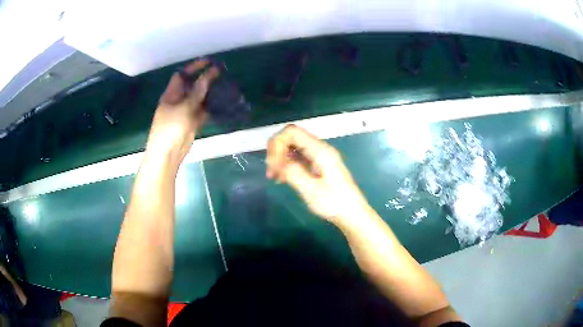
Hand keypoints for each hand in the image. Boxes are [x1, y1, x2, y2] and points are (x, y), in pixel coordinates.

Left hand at [146, 60, 218, 162]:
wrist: (168, 154)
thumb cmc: (171, 128)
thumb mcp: (184, 107)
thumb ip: (198, 91)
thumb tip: (210, 73)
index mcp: (171, 94)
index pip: (182, 75)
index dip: (195, 67)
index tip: (209, 62)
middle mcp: (178, 100)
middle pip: (192, 85)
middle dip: (205, 78)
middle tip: (221, 72)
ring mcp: (185, 111)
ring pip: (199, 98)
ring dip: (210, 92)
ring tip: (225, 85)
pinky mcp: (192, 122)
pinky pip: (203, 110)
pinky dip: (212, 106)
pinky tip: (223, 102)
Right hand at [267, 125, 369, 223]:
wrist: (352, 214)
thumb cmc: (334, 203)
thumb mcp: (311, 190)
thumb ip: (293, 173)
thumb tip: (278, 162)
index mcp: (320, 151)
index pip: (292, 132)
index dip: (277, 144)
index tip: (273, 165)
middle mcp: (319, 149)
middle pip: (291, 137)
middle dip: (277, 151)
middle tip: (271, 171)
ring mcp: (319, 156)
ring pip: (293, 147)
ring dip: (280, 158)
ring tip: (275, 177)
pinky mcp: (317, 165)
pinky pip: (298, 157)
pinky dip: (287, 164)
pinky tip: (283, 179)